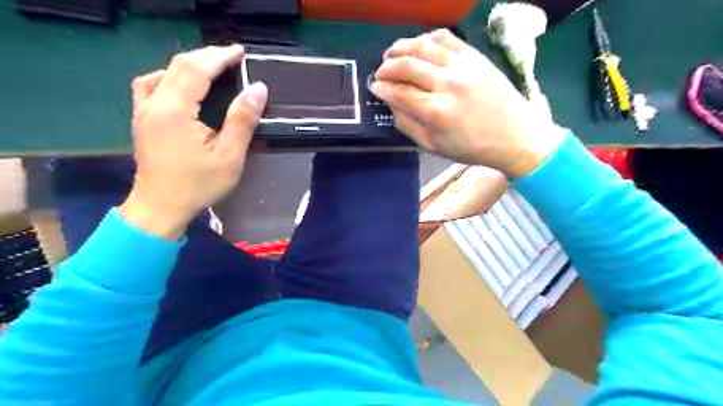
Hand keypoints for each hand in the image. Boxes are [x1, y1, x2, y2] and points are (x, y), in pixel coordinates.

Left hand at [121, 44, 267, 238]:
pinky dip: (170, 76)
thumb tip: (258, 89)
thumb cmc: (198, 185)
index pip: (197, 70)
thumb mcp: (229, 156)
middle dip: (206, 56)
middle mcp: (154, 104)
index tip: (240, 51)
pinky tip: (181, 84)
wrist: (160, 207)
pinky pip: (151, 85)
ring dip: (189, 64)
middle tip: (232, 56)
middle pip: (178, 66)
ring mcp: (143, 111)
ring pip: (163, 72)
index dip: (219, 57)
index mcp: (175, 110)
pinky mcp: (142, 120)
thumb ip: (242, 120)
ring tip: (211, 66)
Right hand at [373, 29, 564, 176]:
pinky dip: (428, 38)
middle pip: (407, 65)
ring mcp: (463, 66)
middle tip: (380, 72)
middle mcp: (447, 84)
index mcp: (436, 112)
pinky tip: (419, 44)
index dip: (382, 88)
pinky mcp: (476, 57)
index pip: (399, 92)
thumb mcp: (434, 146)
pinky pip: (447, 39)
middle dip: (387, 67)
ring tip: (391, 53)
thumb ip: (408, 126)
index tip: (374, 87)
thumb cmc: (472, 147)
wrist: (514, 136)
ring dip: (402, 47)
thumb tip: (391, 104)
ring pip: (424, 46)